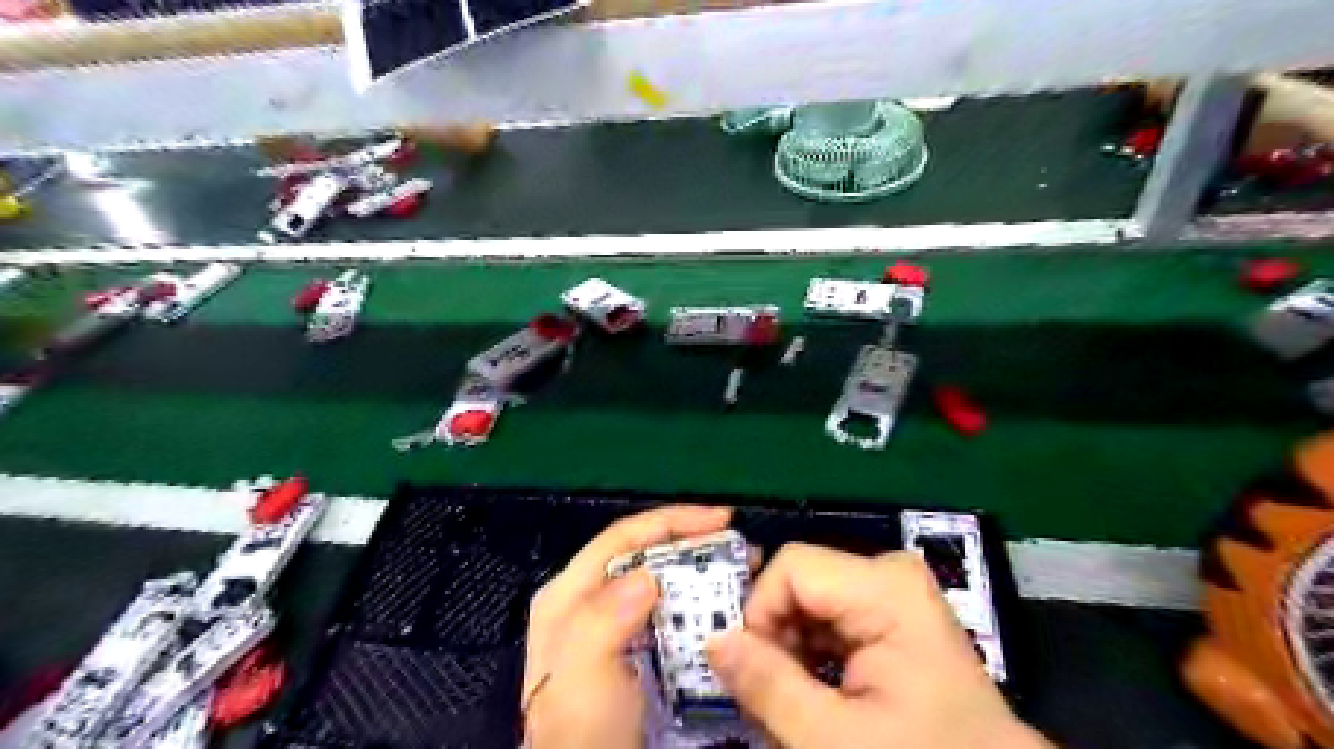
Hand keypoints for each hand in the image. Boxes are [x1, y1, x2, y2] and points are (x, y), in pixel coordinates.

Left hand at [521, 502, 733, 747]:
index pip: (625, 537)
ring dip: (702, 575)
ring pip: (663, 583)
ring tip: (743, 575)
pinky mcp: (636, 652)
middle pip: (646, 555)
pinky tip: (725, 613)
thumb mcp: (582, 677)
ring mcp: (614, 629)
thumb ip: (602, 620)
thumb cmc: (581, 731)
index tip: (723, 520)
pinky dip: (699, 607)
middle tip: (741, 549)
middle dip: (694, 546)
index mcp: (570, 595)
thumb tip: (648, 576)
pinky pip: (672, 614)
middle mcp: (590, 603)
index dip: (673, 521)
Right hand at [707, 543, 1052, 748]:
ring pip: (808, 603)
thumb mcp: (835, 739)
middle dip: (774, 638)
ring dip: (789, 651)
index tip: (751, 673)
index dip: (758, 615)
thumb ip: (769, 685)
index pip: (790, 568)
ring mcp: (892, 592)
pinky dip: (810, 655)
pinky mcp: (891, 613)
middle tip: (767, 697)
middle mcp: (889, 574)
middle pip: (799, 584)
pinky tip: (816, 695)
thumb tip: (713, 640)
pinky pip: (829, 618)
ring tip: (793, 704)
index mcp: (885, 586)